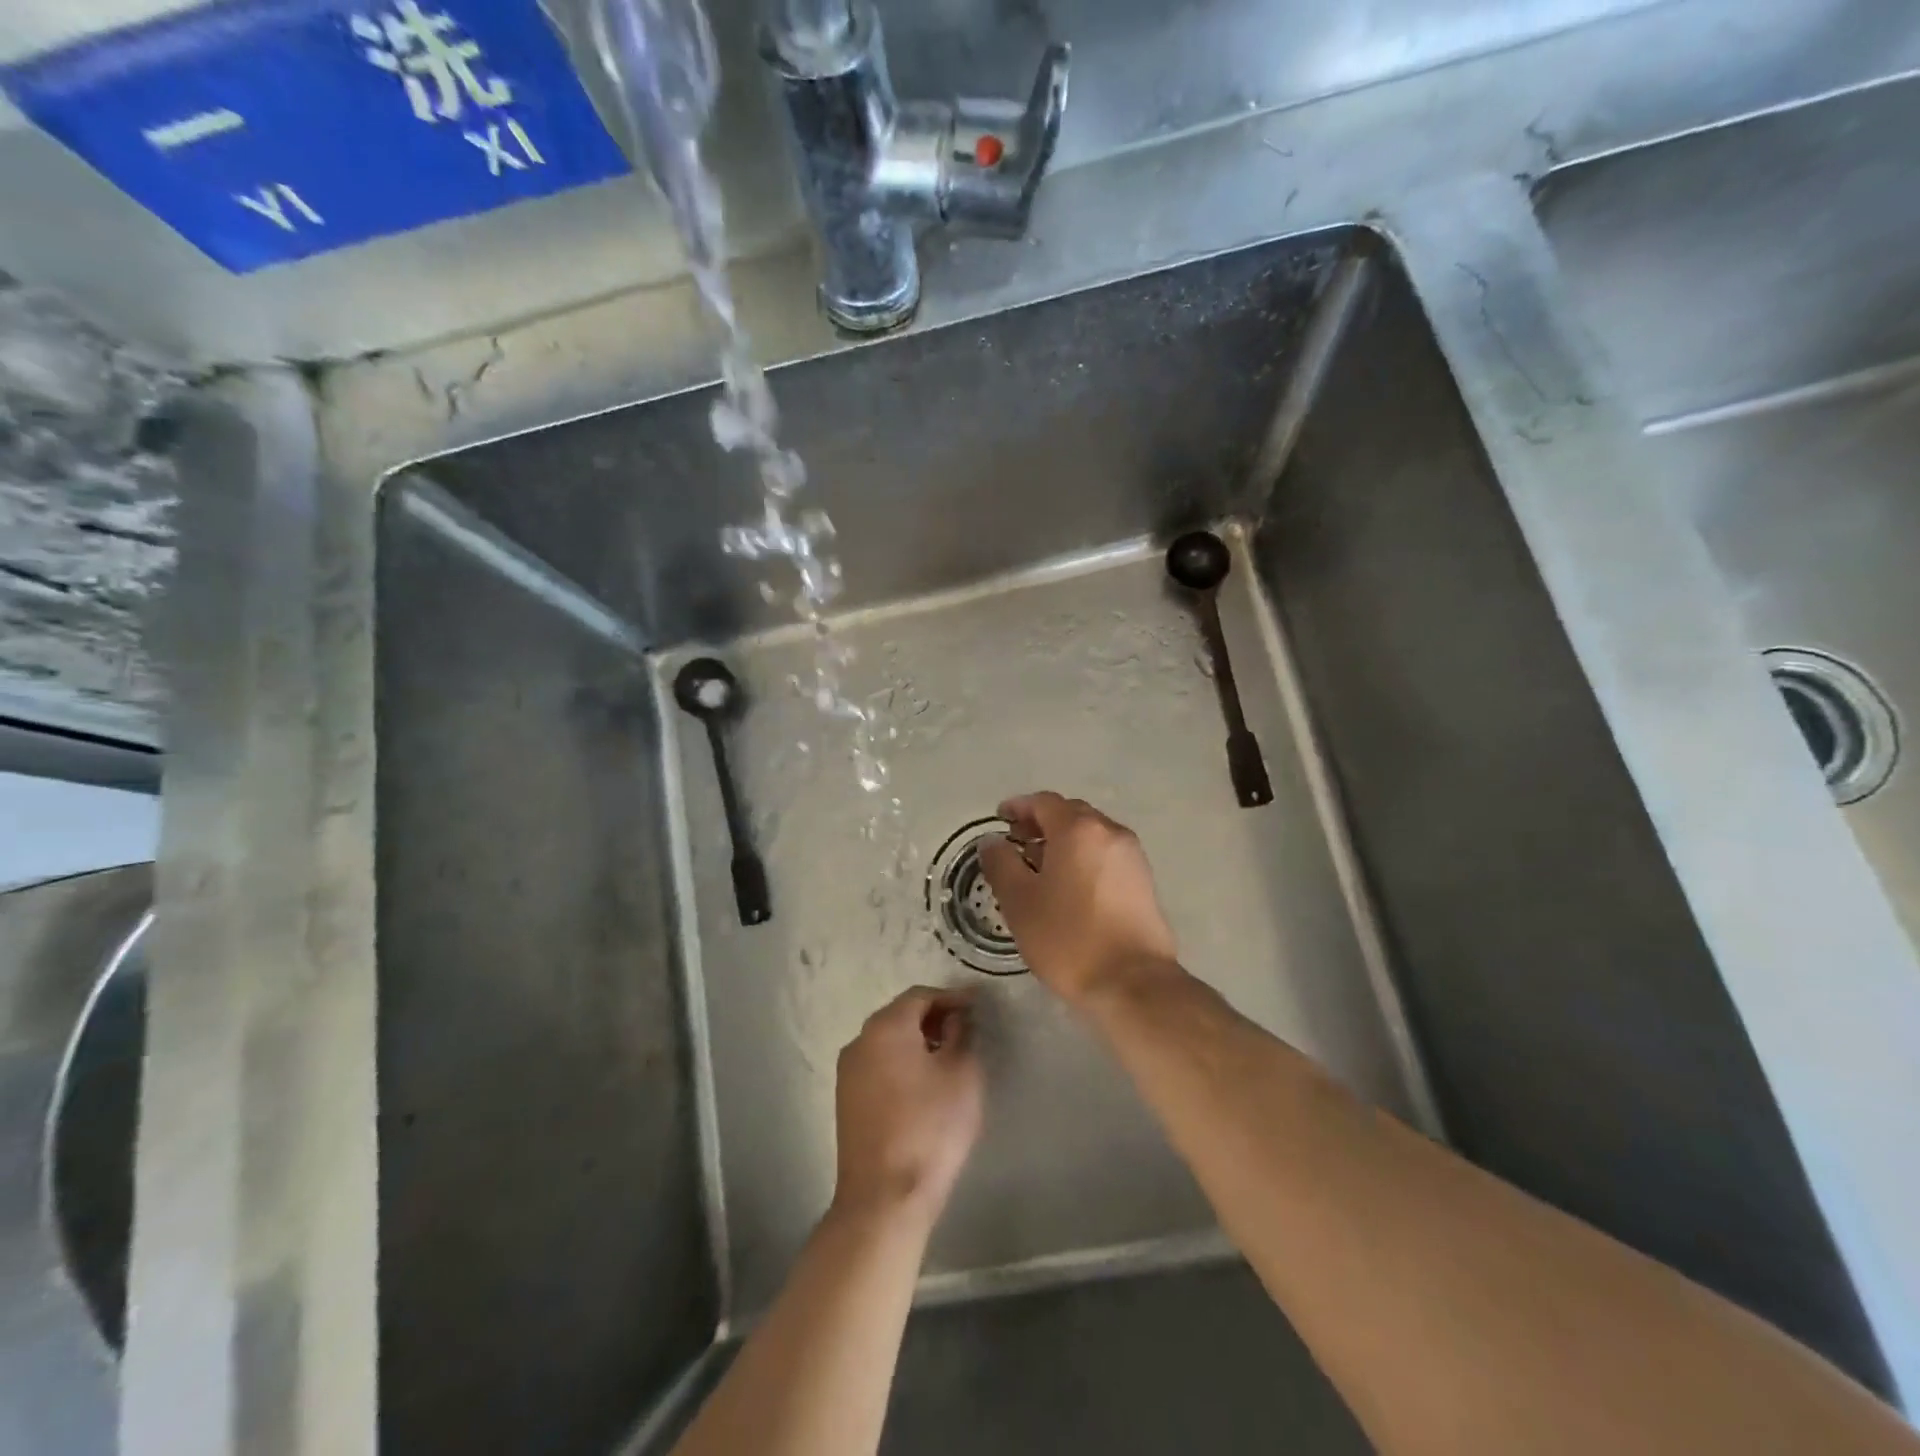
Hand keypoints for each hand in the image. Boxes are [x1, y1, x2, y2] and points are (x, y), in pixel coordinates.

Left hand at [832, 987, 983, 1230]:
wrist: (884, 1199)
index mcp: (886, 1027)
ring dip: (916, 1040)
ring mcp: (848, 1072)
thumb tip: (956, 1017)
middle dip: (933, 1016)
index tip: (977, 1005)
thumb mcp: (961, 1074)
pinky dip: (901, 1062)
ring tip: (948, 1055)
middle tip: (964, 1028)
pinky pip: (878, 1064)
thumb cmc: (930, 1128)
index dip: (951, 997)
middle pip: (900, 1015)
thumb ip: (961, 1034)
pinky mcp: (846, 1100)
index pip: (921, 995)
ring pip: (887, 1041)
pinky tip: (923, 1082)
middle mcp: (860, 1040)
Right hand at [978, 792, 1181, 1005]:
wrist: (1132, 982)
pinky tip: (1069, 886)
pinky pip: (1106, 855)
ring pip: (1091, 835)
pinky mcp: (1144, 881)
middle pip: (1071, 814)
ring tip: (1040, 867)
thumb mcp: (1019, 901)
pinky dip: (1083, 857)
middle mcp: (1110, 832)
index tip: (999, 818)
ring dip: (1064, 841)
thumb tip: (992, 841)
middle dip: (1041, 822)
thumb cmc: (1068, 937)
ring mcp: (1132, 856)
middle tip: (1017, 842)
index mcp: (1079, 829)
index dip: (1018, 807)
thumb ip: (1001, 863)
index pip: (1044, 802)